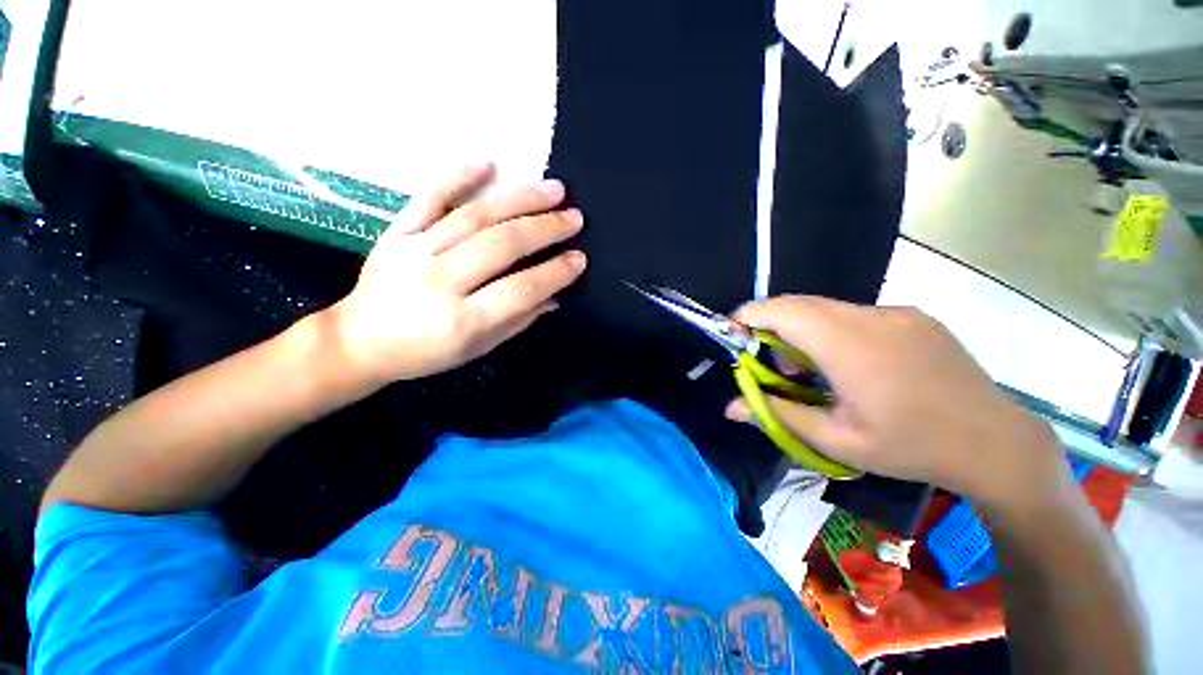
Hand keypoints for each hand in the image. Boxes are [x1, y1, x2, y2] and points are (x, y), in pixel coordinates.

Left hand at [328, 163, 585, 386]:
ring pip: (475, 216)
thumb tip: (555, 295)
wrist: (360, 340)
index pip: (520, 289)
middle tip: (574, 217)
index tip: (580, 258)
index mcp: (463, 320)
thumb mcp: (480, 347)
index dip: (555, 273)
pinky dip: (457, 176)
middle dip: (545, 228)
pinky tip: (487, 162)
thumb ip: (519, 319)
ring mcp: (414, 251)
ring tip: (554, 189)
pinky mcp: (395, 232)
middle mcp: (440, 281)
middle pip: (501, 244)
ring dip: (520, 200)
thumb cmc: (427, 352)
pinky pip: (428, 198)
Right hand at [725, 296, 1068, 507]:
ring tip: (808, 369)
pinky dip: (831, 330)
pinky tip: (848, 364)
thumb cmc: (910, 448)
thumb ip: (777, 415)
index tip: (733, 334)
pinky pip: (854, 314)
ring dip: (802, 329)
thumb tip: (730, 407)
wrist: (995, 443)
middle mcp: (873, 318)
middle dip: (772, 325)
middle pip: (801, 305)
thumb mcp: (836, 441)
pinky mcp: (912, 316)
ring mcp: (896, 313)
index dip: (750, 316)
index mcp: (851, 347)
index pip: (784, 311)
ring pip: (826, 308)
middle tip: (769, 362)